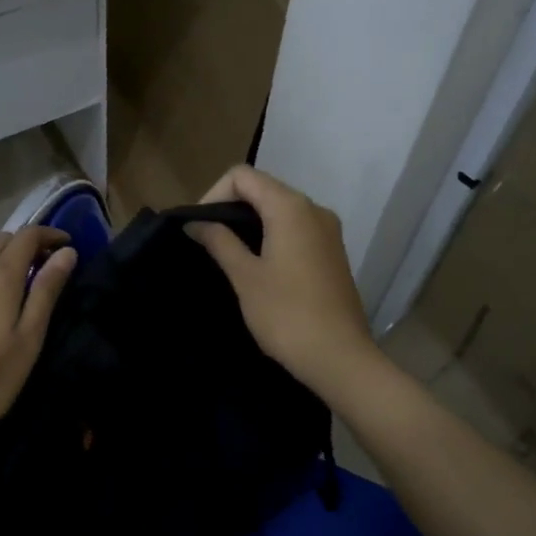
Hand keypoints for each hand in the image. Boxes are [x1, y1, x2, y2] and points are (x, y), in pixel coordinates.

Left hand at [0, 226, 76, 434]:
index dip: (50, 234)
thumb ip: (47, 289)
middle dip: (28, 244)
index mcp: (0, 275)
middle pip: (4, 240)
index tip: (69, 245)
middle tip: (48, 266)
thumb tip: (67, 252)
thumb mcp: (30, 335)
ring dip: (7, 258)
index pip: (27, 235)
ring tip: (23, 285)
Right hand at [187, 166, 380, 396]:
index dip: (214, 194)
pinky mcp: (332, 251)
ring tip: (227, 252)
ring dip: (250, 222)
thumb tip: (195, 222)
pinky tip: (257, 263)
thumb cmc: (286, 314)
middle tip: (207, 239)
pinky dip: (271, 234)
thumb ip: (219, 241)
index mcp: (290, 207)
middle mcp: (313, 209)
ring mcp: (327, 230)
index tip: (199, 227)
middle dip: (230, 207)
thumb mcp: (245, 276)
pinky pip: (295, 228)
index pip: (242, 176)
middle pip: (262, 188)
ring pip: (279, 209)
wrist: (340, 359)